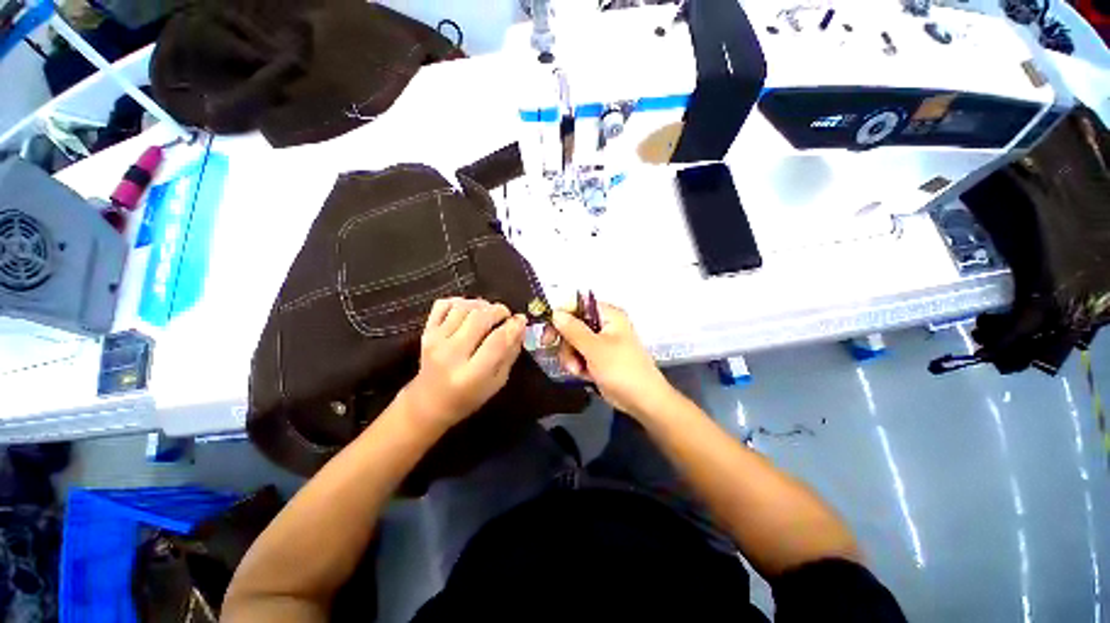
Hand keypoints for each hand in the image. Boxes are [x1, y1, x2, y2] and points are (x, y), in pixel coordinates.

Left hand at [401, 298, 525, 430]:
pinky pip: (443, 304)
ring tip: (489, 313)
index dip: (514, 326)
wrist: (429, 402)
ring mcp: (435, 340)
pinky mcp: (426, 332)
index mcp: (472, 374)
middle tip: (506, 316)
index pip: (497, 340)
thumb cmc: (469, 396)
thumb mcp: (498, 382)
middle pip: (479, 318)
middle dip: (499, 311)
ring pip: (463, 307)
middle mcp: (451, 354)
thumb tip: (520, 325)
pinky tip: (469, 310)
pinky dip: (459, 301)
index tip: (521, 320)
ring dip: (481, 305)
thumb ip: (510, 353)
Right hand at [552, 302, 674, 417]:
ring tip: (579, 370)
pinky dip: (577, 365)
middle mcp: (603, 325)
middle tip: (561, 355)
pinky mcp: (598, 358)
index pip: (578, 305)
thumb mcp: (594, 348)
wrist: (642, 400)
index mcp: (608, 315)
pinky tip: (584, 375)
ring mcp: (600, 342)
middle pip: (572, 325)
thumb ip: (573, 329)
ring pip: (572, 342)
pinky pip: (578, 355)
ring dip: (571, 357)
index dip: (561, 314)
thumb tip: (555, 312)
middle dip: (566, 343)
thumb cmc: (621, 369)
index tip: (548, 330)